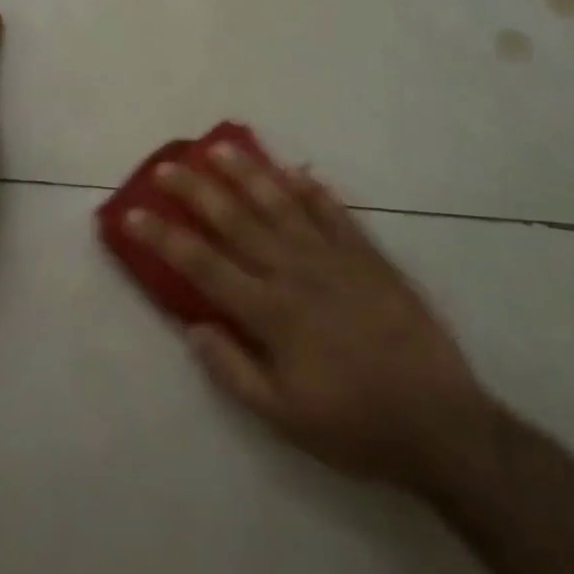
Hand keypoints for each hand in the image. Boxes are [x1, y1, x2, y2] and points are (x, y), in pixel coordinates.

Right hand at [123, 142, 488, 485]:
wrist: (440, 422)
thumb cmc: (355, 425)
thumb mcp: (284, 417)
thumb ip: (233, 371)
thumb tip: (193, 328)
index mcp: (271, 312)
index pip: (203, 264)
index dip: (164, 237)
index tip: (133, 214)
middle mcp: (296, 272)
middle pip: (236, 221)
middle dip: (196, 191)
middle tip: (167, 165)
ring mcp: (335, 258)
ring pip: (282, 204)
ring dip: (248, 174)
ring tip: (220, 148)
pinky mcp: (369, 256)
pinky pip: (334, 213)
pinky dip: (312, 190)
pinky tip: (294, 172)